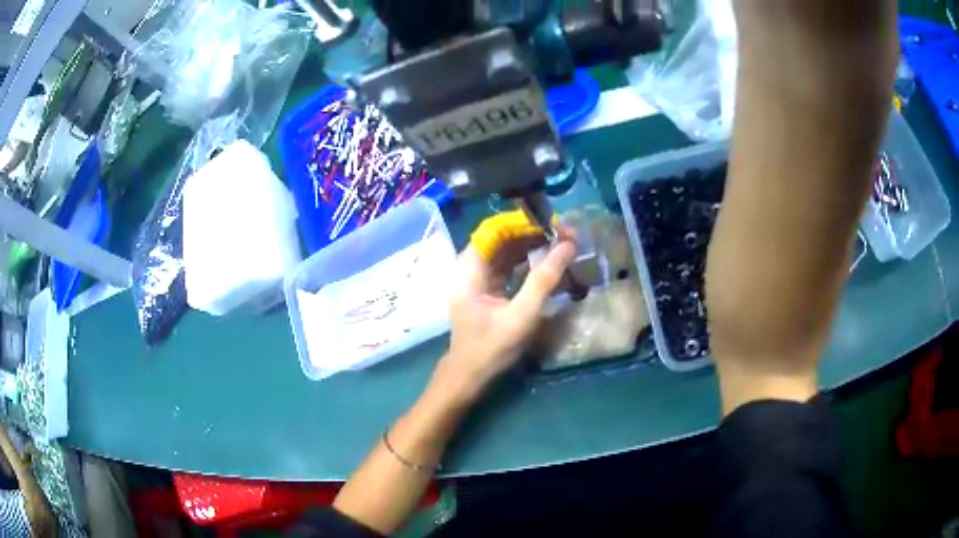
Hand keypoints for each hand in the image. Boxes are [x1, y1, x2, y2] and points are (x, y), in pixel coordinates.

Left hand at [434, 236, 576, 400]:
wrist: (470, 376)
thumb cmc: (491, 348)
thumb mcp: (521, 315)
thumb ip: (544, 280)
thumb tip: (568, 245)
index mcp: (469, 270)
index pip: (494, 229)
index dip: (523, 222)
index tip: (553, 224)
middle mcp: (470, 267)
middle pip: (501, 237)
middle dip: (532, 232)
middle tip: (564, 235)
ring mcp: (477, 277)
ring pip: (506, 249)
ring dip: (532, 244)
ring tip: (561, 244)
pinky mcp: (487, 287)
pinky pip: (508, 264)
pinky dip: (528, 260)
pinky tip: (548, 261)